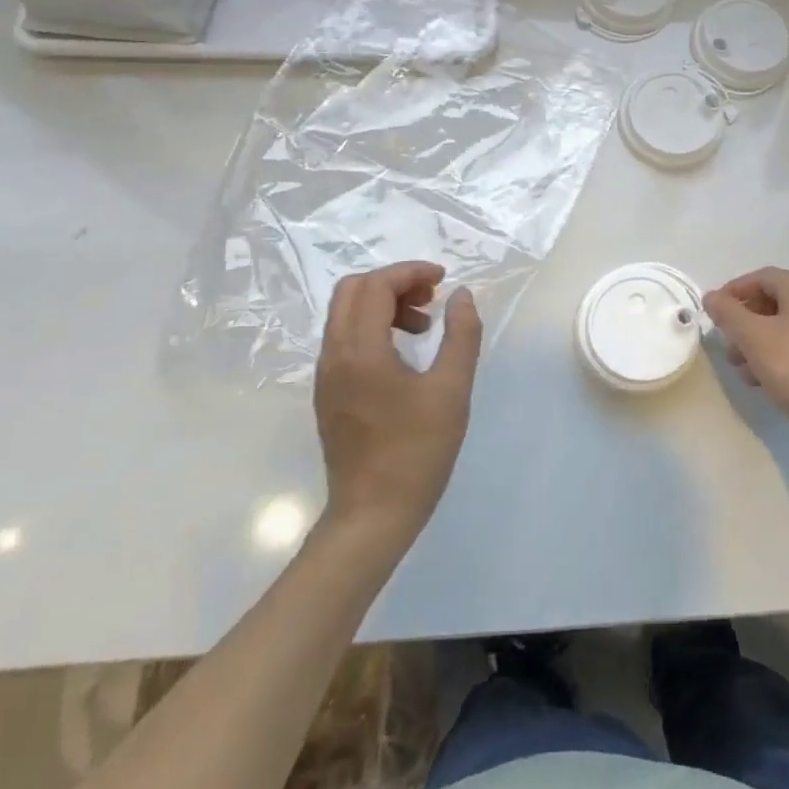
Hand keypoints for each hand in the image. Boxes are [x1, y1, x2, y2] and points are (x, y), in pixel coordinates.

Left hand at [314, 262, 481, 539]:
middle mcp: (334, 355)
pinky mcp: (329, 394)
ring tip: (423, 327)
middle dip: (393, 283)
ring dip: (383, 305)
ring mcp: (327, 376)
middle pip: (352, 291)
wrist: (372, 516)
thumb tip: (461, 296)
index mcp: (360, 350)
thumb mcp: (451, 390)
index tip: (444, 280)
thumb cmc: (416, 452)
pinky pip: (345, 339)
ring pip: (346, 314)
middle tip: (431, 298)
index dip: (410, 272)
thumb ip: (461, 335)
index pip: (375, 286)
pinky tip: (404, 355)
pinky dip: (373, 328)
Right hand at [704, 267, 788, 459]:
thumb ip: (728, 313)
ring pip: (780, 327)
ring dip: (754, 342)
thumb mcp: (753, 337)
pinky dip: (772, 356)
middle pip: (770, 302)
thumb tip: (711, 297)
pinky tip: (759, 379)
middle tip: (726, 342)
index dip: (734, 290)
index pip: (761, 277)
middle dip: (742, 321)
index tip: (714, 310)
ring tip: (739, 367)